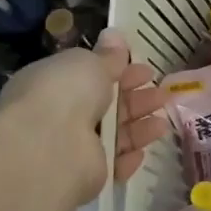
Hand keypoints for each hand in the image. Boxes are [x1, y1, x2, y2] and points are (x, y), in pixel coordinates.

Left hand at [0, 30, 168, 204]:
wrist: (48, 147)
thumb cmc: (66, 92)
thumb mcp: (88, 62)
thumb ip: (107, 55)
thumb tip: (114, 35)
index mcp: (53, 83)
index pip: (89, 76)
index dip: (120, 71)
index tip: (146, 69)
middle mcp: (58, 115)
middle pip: (106, 106)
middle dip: (136, 99)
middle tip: (161, 93)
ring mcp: (70, 147)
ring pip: (113, 134)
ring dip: (139, 126)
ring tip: (162, 120)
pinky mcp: (83, 175)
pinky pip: (112, 164)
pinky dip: (128, 157)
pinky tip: (144, 149)